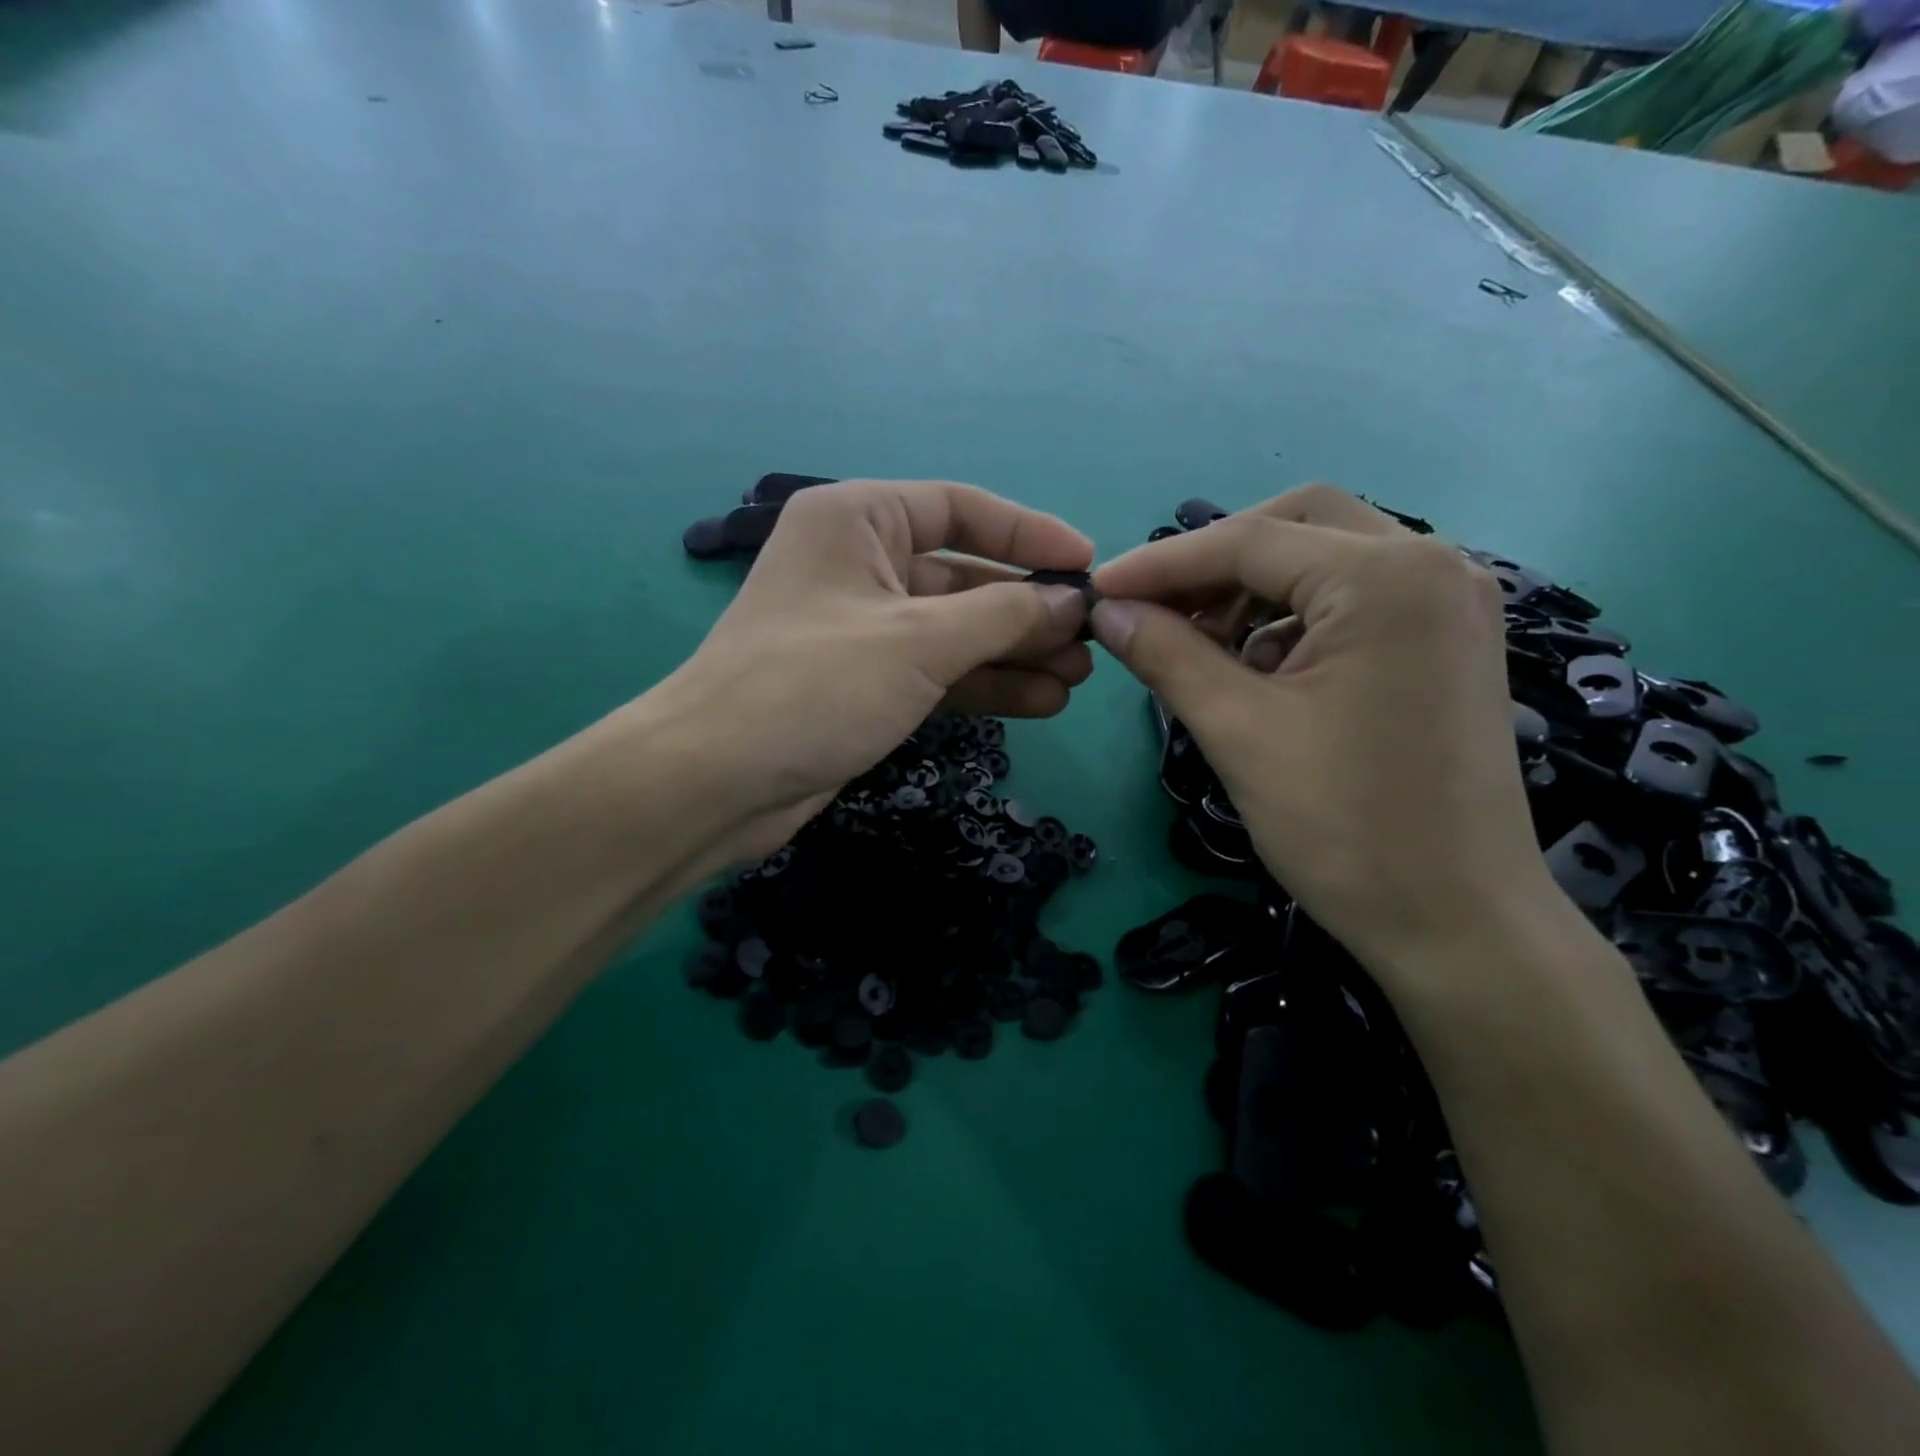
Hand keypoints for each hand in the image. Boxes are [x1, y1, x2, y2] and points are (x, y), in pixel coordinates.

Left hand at [654, 479, 1093, 860]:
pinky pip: (937, 671)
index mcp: (858, 519)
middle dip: (1027, 610)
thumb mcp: (919, 642)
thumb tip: (1072, 601)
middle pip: (963, 575)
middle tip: (1091, 641)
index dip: (1029, 534)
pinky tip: (1040, 702)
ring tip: (1078, 679)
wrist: (716, 783)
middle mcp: (859, 563)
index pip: (961, 507)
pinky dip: (983, 684)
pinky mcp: (864, 682)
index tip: (1087, 564)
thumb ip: (1003, 616)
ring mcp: (862, 627)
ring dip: (1014, 653)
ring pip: (954, 630)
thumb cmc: (814, 686)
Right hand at [1088, 485, 1554, 975]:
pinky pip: (1352, 600)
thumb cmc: (1344, 827)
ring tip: (1198, 645)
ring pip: (1325, 559)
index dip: (1160, 564)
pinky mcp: (1446, 642)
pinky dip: (1292, 617)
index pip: (1248, 541)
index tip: (1097, 591)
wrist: (1457, 924)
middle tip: (1154, 609)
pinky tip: (1255, 667)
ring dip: (1251, 590)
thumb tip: (1106, 610)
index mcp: (1386, 577)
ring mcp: (1449, 603)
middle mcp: (1433, 564)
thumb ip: (1166, 654)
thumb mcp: (1238, 731)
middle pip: (1295, 525)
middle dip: (1214, 562)